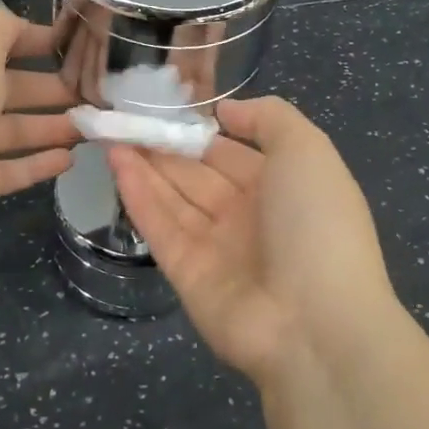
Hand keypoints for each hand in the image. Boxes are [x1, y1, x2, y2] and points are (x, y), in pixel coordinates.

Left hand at [0, 8, 79, 252]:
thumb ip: (3, 28)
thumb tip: (21, 25)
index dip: (37, 40)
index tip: (78, 46)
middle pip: (9, 88)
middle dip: (52, 89)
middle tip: (98, 95)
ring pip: (10, 131)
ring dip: (50, 127)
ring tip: (93, 128)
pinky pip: (4, 171)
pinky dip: (35, 166)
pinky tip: (69, 161)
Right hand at [107, 96, 398, 387]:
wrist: (315, 325)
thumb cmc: (317, 224)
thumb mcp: (308, 151)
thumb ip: (269, 119)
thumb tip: (226, 110)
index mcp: (282, 187)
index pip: (232, 152)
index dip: (201, 128)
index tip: (165, 104)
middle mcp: (248, 215)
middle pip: (198, 173)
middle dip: (164, 145)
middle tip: (125, 115)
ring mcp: (217, 247)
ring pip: (173, 196)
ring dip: (144, 163)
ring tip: (110, 130)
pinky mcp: (186, 273)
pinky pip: (159, 226)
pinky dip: (137, 193)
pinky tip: (115, 160)